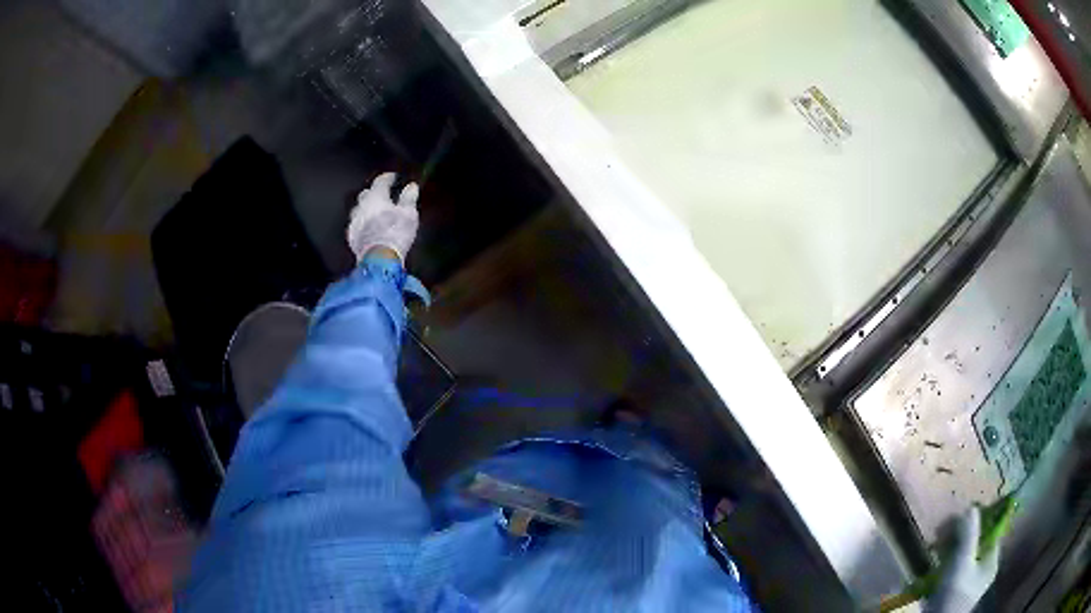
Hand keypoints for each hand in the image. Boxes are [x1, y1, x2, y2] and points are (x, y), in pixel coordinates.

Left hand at [346, 172, 419, 263]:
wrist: (379, 260)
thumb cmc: (395, 233)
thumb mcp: (409, 214)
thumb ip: (409, 198)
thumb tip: (411, 186)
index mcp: (376, 197)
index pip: (380, 181)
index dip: (387, 178)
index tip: (393, 177)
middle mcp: (361, 206)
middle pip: (365, 194)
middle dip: (374, 193)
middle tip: (383, 195)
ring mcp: (354, 222)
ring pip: (358, 210)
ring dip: (366, 209)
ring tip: (375, 213)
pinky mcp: (351, 237)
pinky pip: (356, 225)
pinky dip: (362, 224)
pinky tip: (368, 228)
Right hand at [926, 508, 1000, 612]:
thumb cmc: (955, 592)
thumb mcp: (962, 562)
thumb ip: (969, 535)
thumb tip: (973, 507)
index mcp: (991, 562)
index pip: (991, 534)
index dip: (981, 523)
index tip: (965, 516)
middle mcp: (983, 571)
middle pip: (976, 545)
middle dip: (962, 536)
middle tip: (946, 530)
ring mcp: (969, 583)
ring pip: (964, 557)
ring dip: (952, 548)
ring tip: (938, 543)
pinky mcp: (955, 591)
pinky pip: (954, 569)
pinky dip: (946, 562)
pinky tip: (936, 560)